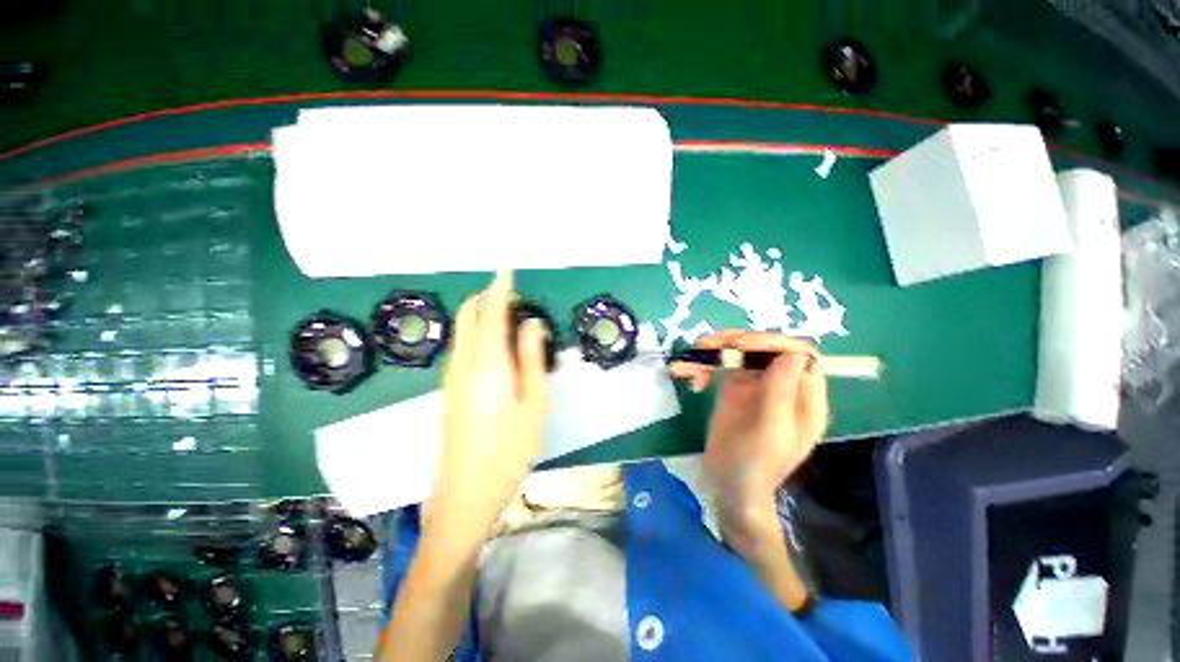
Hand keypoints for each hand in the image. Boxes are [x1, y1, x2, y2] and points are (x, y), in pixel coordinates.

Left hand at [434, 270, 550, 531]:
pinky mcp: (450, 390)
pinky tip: (493, 344)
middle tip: (510, 293)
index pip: (490, 315)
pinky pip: (462, 348)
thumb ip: (531, 360)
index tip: (506, 270)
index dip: (499, 290)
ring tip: (506, 314)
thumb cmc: (509, 451)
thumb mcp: (533, 405)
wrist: (465, 494)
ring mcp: (453, 378)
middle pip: (468, 318)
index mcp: (488, 366)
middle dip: (485, 299)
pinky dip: (476, 333)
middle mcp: (464, 365)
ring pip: (463, 333)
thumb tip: (532, 324)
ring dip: (480, 315)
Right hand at [670, 331, 827, 514]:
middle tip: (708, 345)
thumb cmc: (756, 464)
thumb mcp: (771, 430)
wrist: (729, 485)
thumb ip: (782, 392)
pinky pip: (721, 366)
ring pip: (740, 353)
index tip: (740, 345)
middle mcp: (783, 384)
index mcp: (804, 396)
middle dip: (736, 341)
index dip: (771, 342)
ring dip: (715, 349)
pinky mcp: (733, 388)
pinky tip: (689, 376)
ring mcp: (757, 384)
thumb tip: (793, 353)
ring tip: (693, 353)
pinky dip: (703, 366)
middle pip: (765, 347)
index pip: (798, 353)